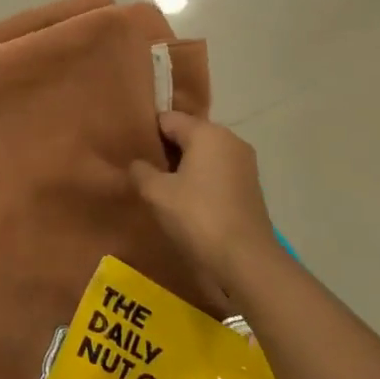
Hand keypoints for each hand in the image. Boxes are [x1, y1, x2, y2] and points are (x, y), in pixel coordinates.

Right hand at [129, 112, 279, 295]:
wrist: (244, 259)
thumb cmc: (196, 216)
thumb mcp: (155, 192)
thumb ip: (140, 171)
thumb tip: (138, 165)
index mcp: (208, 133)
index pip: (168, 119)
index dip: (146, 133)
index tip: (130, 151)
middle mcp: (231, 140)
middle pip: (188, 135)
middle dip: (165, 150)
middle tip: (142, 170)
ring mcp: (244, 164)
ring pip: (203, 155)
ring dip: (182, 167)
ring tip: (161, 188)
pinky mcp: (249, 186)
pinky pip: (216, 172)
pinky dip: (199, 180)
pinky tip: (185, 201)